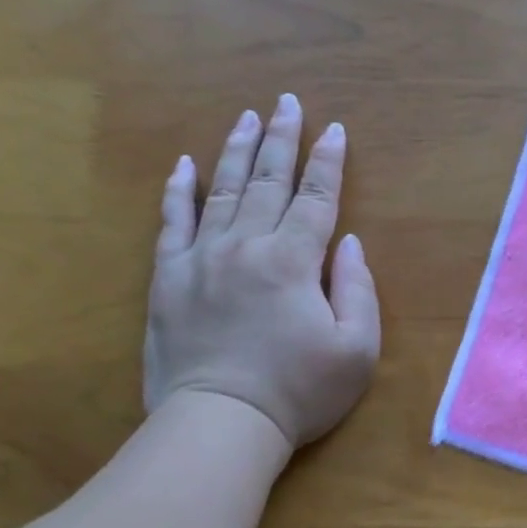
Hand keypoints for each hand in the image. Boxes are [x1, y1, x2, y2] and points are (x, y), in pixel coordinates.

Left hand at [144, 94, 380, 449]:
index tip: (334, 129)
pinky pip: (172, 222)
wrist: (219, 424)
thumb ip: (358, 290)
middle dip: (281, 138)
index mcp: (294, 260)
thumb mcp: (356, 350)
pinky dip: (178, 191)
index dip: (328, 162)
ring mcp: (202, 258)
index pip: (316, 197)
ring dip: (236, 150)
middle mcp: (247, 245)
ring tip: (246, 117)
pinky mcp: (168, 278)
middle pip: (267, 181)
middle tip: (286, 103)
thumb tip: (348, 243)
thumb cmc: (297, 392)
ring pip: (221, 190)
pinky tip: (183, 164)